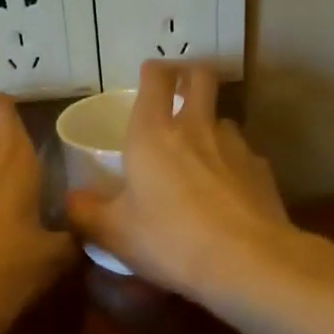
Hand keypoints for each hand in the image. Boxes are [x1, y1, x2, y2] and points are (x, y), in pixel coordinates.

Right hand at [66, 62, 293, 299]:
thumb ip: (87, 213)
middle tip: (181, 91)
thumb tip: (71, 201)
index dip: (152, 72)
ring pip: (224, 120)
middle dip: (190, 76)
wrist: (246, 261)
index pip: (156, 79)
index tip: (148, 76)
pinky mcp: (262, 171)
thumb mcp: (115, 234)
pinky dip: (233, 167)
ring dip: (211, 128)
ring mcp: (235, 147)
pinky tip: (228, 194)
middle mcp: (197, 128)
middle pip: (201, 78)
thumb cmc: (170, 239)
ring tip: (202, 156)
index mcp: (153, 134)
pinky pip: (244, 158)